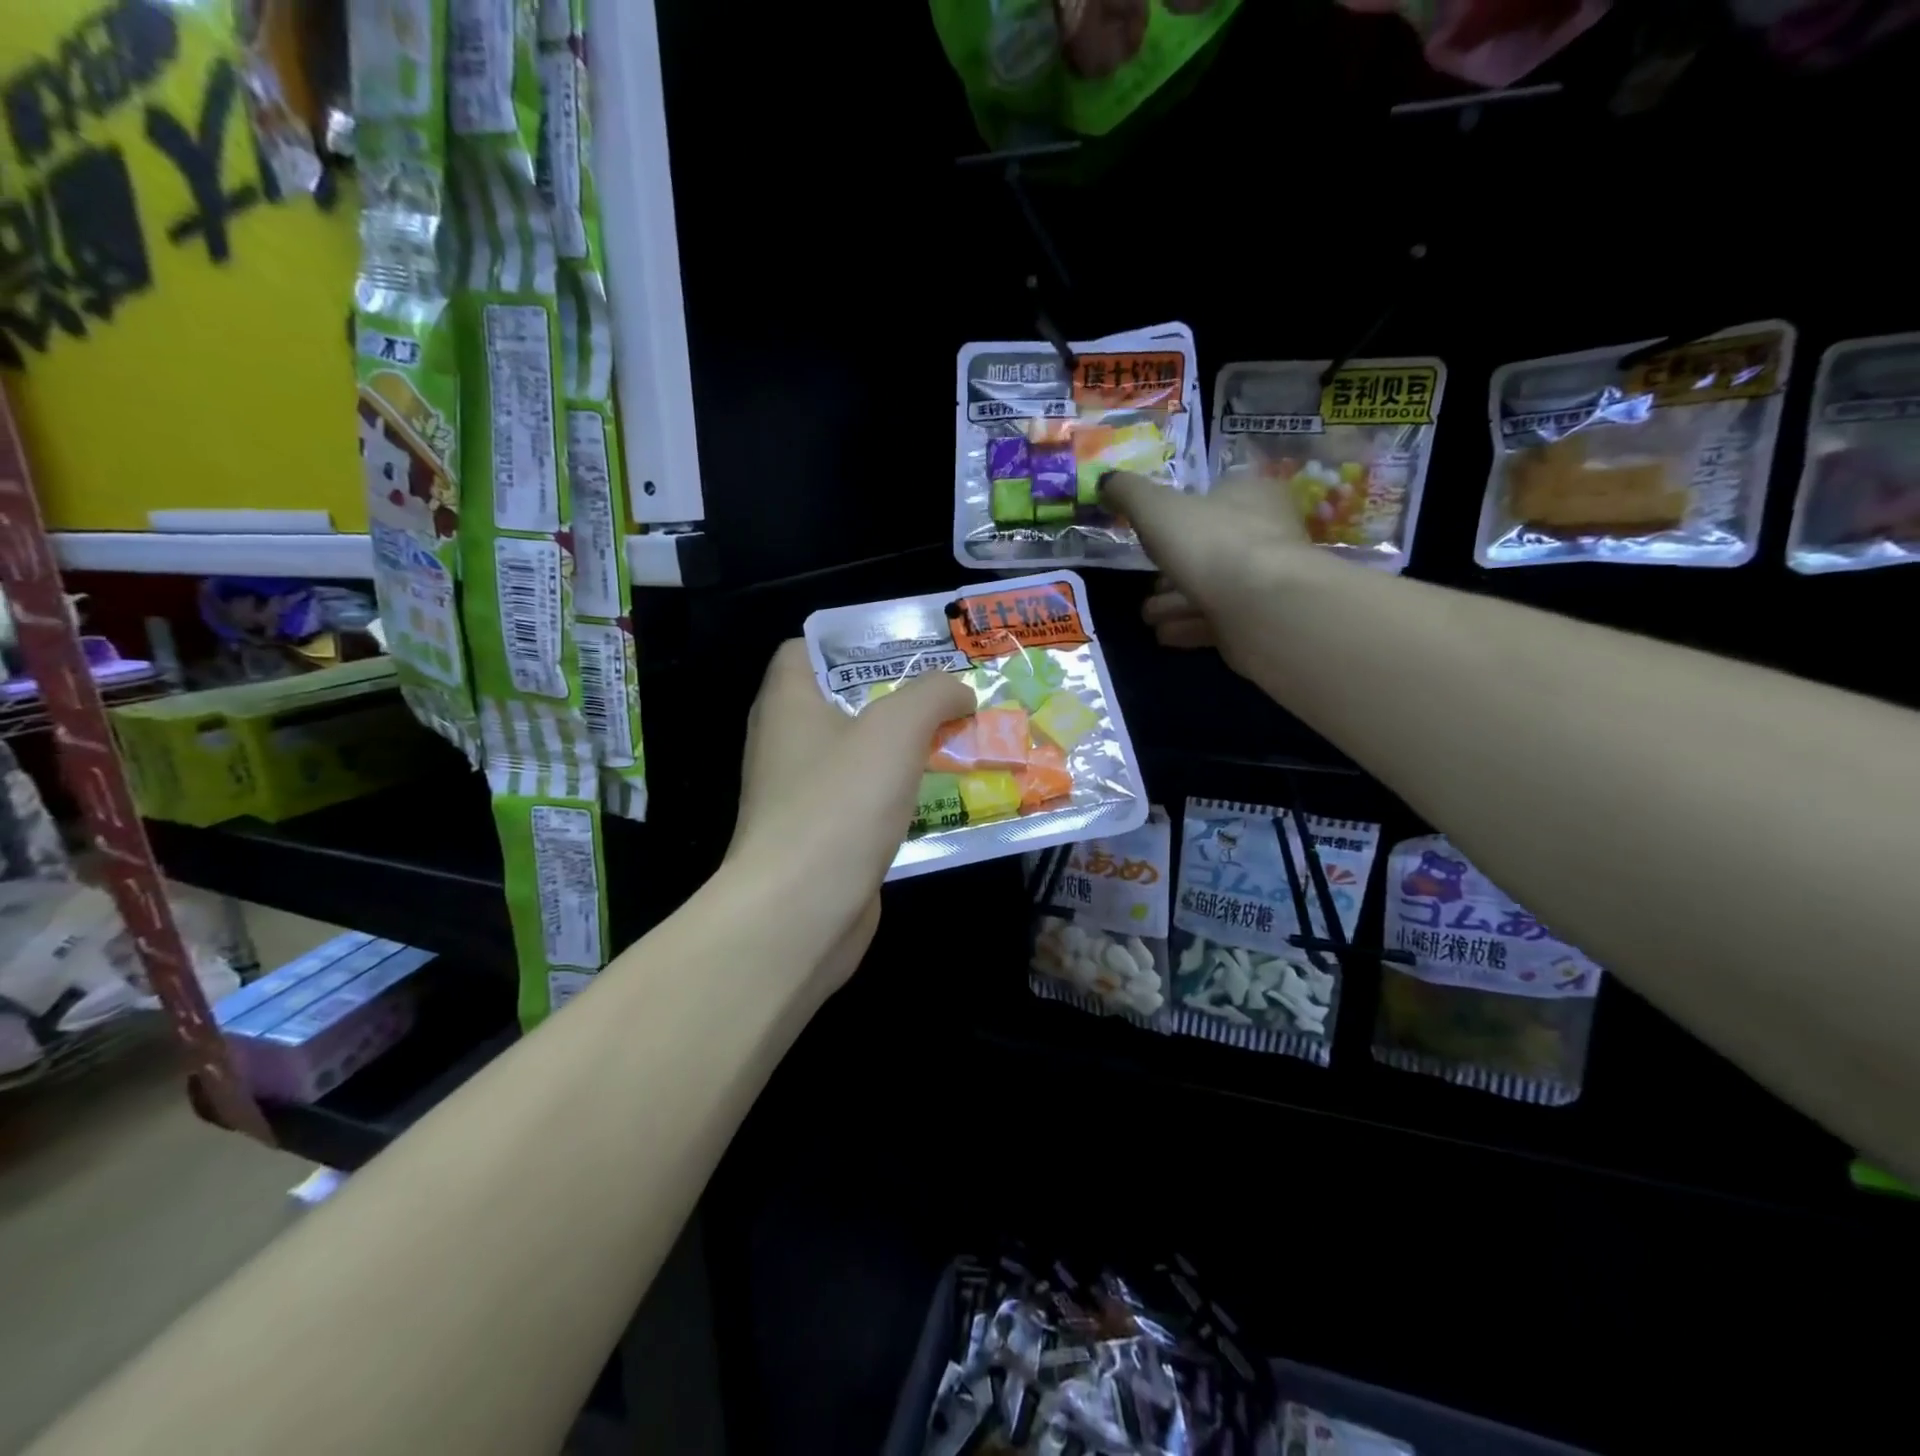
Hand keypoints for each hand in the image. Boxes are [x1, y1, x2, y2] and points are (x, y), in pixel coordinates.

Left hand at [727, 640, 973, 980]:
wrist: (800, 913)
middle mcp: (785, 743)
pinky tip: (938, 798)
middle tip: (947, 696)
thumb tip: (959, 691)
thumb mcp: (896, 729)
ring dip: (902, 749)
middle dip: (894, 697)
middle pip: (840, 703)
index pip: (805, 650)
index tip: (905, 650)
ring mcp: (799, 795)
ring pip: (857, 756)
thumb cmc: (840, 803)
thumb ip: (933, 695)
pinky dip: (896, 795)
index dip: (852, 643)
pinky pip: (863, 802)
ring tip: (956, 741)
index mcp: (787, 703)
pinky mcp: (819, 839)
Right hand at [1103, 468, 1319, 677]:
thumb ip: (1128, 493)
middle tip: (1147, 584)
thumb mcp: (1156, 509)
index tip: (1151, 536)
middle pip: (1210, 547)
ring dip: (1176, 601)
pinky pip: (1219, 620)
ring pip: (1213, 586)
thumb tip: (1105, 480)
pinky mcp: (1262, 619)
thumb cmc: (1210, 543)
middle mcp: (1265, 532)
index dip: (1180, 515)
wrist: (1261, 606)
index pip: (1214, 496)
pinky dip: (1189, 626)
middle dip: (1173, 568)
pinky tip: (1165, 634)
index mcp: (1250, 494)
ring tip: (1148, 615)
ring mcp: (1266, 579)